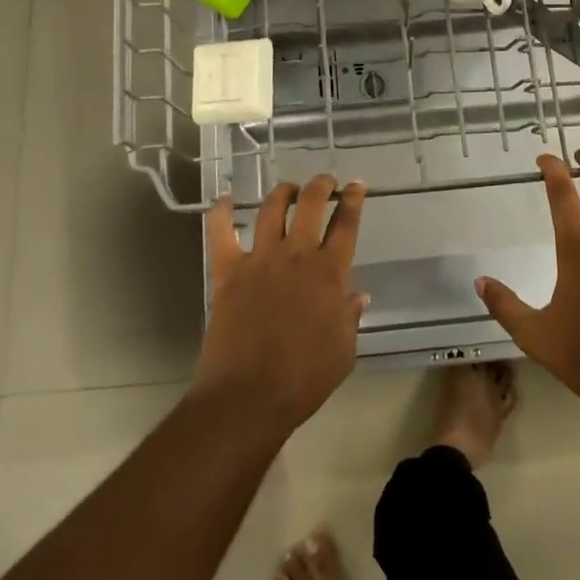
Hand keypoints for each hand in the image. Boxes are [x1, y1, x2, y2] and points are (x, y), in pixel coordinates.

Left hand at [194, 176, 367, 434]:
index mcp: (329, 273)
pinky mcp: (228, 271)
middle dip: (320, 185)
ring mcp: (260, 259)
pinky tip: (224, 200)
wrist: (248, 397)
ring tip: (289, 189)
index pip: (346, 224)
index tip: (355, 185)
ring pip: (271, 208)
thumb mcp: (343, 352)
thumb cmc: (303, 379)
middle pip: (310, 203)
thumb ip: (350, 318)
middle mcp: (296, 255)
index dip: (353, 200)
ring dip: (283, 192)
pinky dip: (221, 213)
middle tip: (325, 182)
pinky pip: (221, 233)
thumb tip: (358, 295)